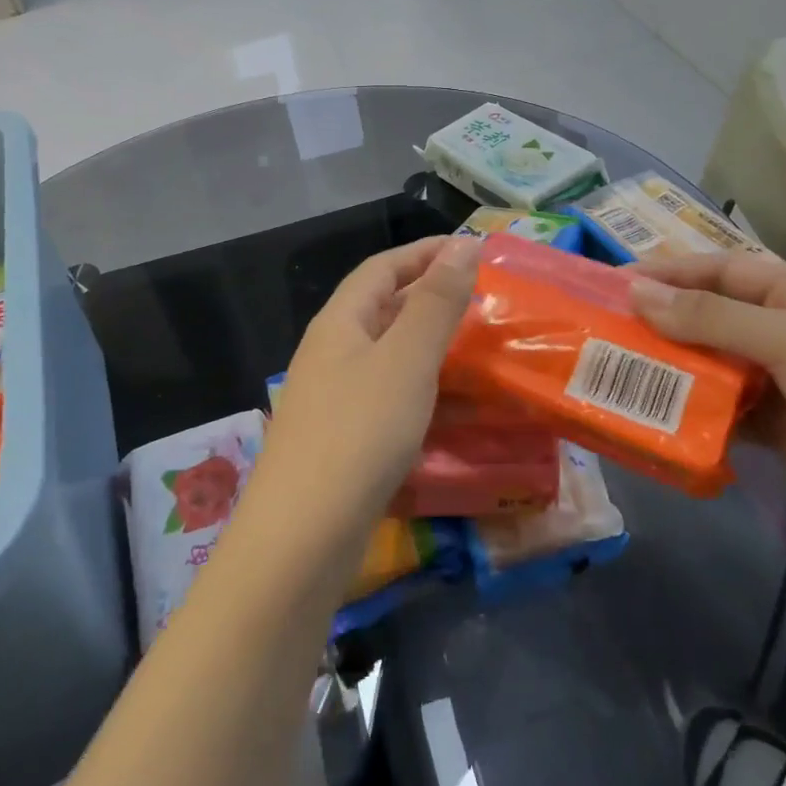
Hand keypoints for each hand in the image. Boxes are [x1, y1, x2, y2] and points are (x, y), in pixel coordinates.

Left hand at [256, 236, 481, 530]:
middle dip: (431, 297)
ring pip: (388, 355)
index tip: (472, 250)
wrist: (301, 540)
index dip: (425, 252)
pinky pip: (388, 395)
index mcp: (340, 322)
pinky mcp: (342, 439)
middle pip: (383, 308)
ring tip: (479, 348)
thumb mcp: (406, 360)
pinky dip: (423, 389)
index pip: (382, 267)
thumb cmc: (359, 434)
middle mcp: (331, 352)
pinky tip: (452, 406)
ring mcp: (333, 398)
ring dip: (431, 345)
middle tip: (484, 300)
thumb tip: (462, 244)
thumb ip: (436, 302)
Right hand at [629, 252, 785, 541]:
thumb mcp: (785, 338)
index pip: (721, 270)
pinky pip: (723, 409)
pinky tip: (655, 414)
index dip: (671, 271)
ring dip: (673, 367)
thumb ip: (709, 317)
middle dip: (663, 321)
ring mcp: (780, 381)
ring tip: (618, 370)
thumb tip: (637, 293)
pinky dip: (692, 410)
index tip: (618, 280)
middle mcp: (784, 331)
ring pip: (712, 364)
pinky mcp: (776, 427)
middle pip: (711, 316)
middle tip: (607, 328)